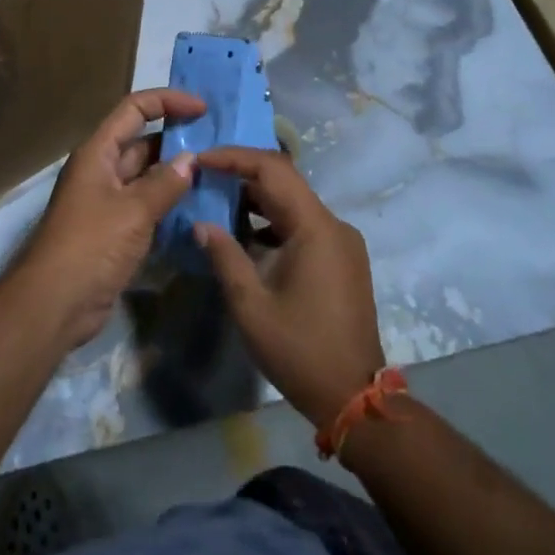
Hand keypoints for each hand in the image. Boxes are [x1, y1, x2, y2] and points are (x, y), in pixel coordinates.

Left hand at [17, 88, 205, 349]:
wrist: (56, 303)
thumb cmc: (91, 245)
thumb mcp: (132, 210)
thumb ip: (164, 183)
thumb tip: (191, 160)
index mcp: (98, 152)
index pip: (134, 109)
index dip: (168, 101)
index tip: (203, 109)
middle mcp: (101, 170)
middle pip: (142, 141)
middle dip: (178, 140)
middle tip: (219, 146)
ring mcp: (107, 201)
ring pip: (147, 176)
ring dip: (176, 174)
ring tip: (217, 174)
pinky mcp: (115, 230)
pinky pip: (147, 206)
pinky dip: (170, 204)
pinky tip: (200, 209)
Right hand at [193, 147, 386, 428]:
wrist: (354, 397)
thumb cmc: (299, 350)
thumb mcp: (251, 305)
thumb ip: (225, 256)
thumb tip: (201, 223)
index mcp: (315, 228)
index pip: (273, 169)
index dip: (233, 157)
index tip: (200, 159)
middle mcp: (334, 225)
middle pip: (285, 181)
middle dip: (241, 174)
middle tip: (202, 176)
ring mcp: (341, 241)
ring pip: (294, 202)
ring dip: (256, 198)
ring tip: (215, 200)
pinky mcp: (342, 258)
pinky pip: (303, 224)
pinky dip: (273, 221)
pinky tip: (245, 235)